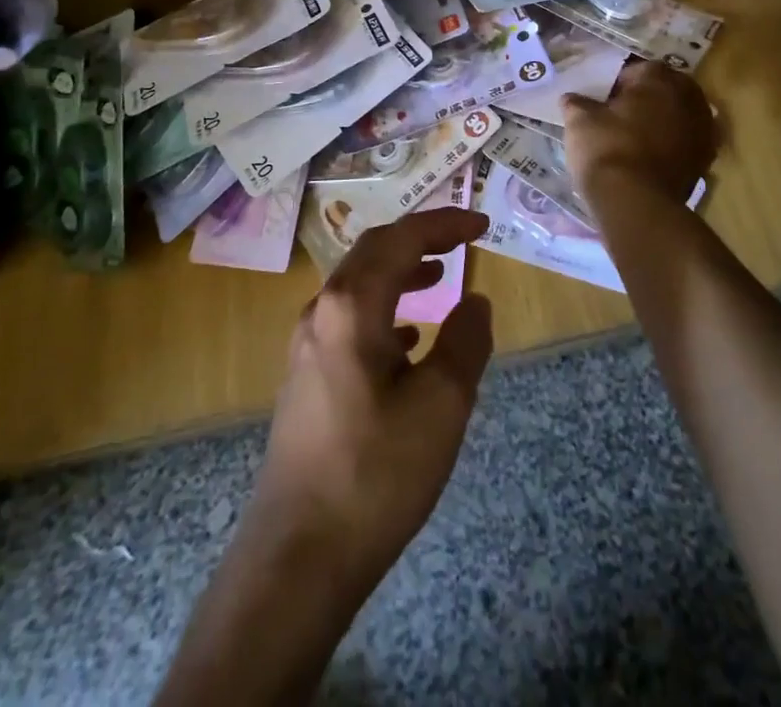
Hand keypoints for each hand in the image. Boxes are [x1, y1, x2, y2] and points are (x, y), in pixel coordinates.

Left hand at [245, 208, 494, 602]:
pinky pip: (349, 318)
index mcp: (353, 305)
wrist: (298, 555)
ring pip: (359, 284)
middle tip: (461, 240)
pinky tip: (406, 339)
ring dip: (400, 271)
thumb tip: (474, 300)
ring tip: (438, 276)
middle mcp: (323, 311)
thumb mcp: (442, 405)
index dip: (444, 224)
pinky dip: (383, 309)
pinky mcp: (305, 375)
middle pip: (373, 251)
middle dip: (420, 238)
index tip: (481, 224)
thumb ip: (466, 341)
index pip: (401, 239)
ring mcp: (307, 344)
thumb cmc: (375, 472)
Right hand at [563, 60, 716, 204]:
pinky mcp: (705, 160)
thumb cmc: (606, 148)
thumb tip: (571, 99)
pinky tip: (650, 156)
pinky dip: (672, 145)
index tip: (604, 99)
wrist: (636, 203)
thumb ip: (577, 103)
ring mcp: (702, 130)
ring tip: (636, 136)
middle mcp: (688, 98)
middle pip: (666, 89)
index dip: (619, 83)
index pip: (638, 70)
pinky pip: (686, 142)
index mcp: (659, 79)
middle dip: (647, 99)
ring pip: (679, 116)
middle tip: (621, 114)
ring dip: (663, 121)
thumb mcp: (580, 120)